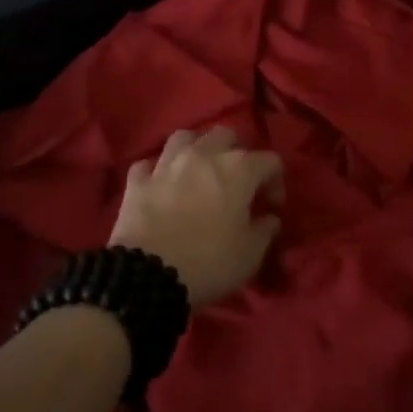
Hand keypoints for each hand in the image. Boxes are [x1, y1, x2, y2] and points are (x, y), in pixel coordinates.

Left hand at [110, 127, 283, 306]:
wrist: (148, 276)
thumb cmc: (209, 262)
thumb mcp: (250, 254)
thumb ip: (265, 230)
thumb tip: (269, 218)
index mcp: (238, 169)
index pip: (269, 161)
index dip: (275, 182)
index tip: (271, 207)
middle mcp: (203, 155)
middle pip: (226, 135)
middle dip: (236, 153)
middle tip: (237, 182)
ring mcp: (166, 164)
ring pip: (185, 138)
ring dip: (196, 149)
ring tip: (199, 172)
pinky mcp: (137, 180)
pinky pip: (149, 164)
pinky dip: (158, 171)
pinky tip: (162, 185)